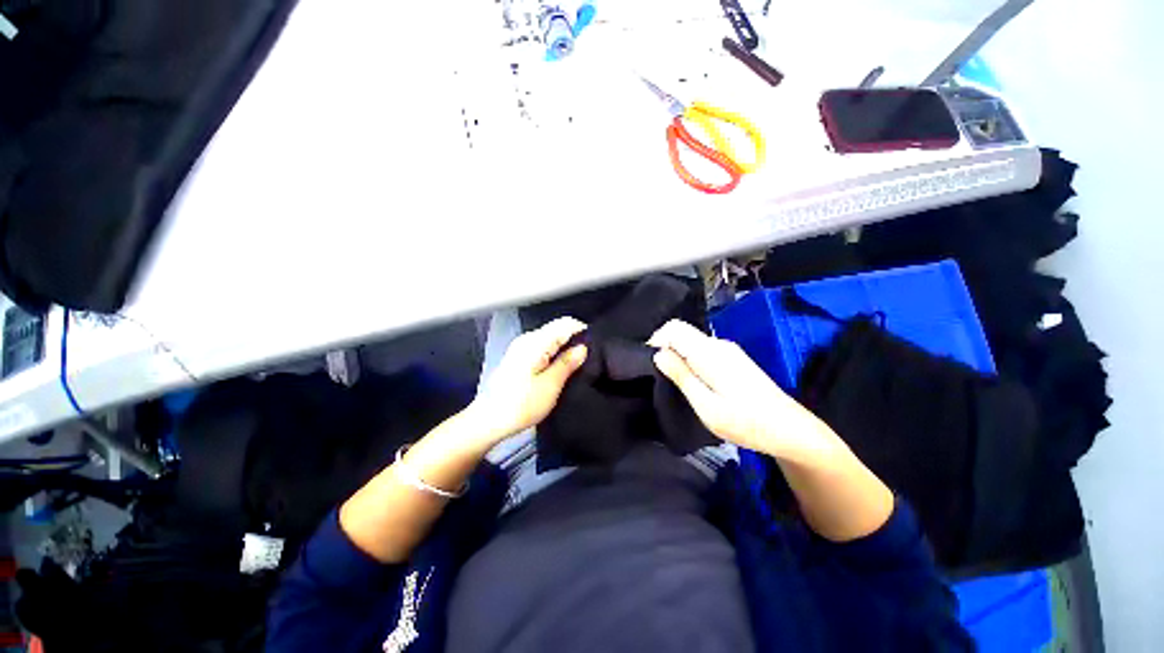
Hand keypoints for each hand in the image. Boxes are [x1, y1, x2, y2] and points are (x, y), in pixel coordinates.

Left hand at [468, 316, 588, 443]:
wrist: (489, 420)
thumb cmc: (520, 404)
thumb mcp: (550, 385)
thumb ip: (567, 363)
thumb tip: (583, 347)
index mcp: (536, 342)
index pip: (565, 324)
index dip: (582, 331)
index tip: (595, 346)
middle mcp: (527, 339)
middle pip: (557, 328)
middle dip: (575, 339)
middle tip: (589, 357)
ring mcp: (521, 347)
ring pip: (550, 338)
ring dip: (565, 346)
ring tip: (578, 363)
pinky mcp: (519, 357)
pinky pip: (543, 346)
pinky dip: (555, 352)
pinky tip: (560, 367)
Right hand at [649, 319, 839, 460]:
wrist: (790, 430)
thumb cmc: (746, 422)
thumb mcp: (707, 405)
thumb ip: (682, 376)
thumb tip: (658, 354)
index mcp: (710, 352)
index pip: (674, 328)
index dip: (656, 339)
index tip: (649, 363)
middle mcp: (718, 344)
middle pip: (682, 332)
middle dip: (665, 348)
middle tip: (659, 375)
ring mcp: (728, 350)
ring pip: (692, 341)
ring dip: (677, 354)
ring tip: (673, 381)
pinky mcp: (733, 358)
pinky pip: (702, 349)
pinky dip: (689, 359)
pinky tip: (692, 381)